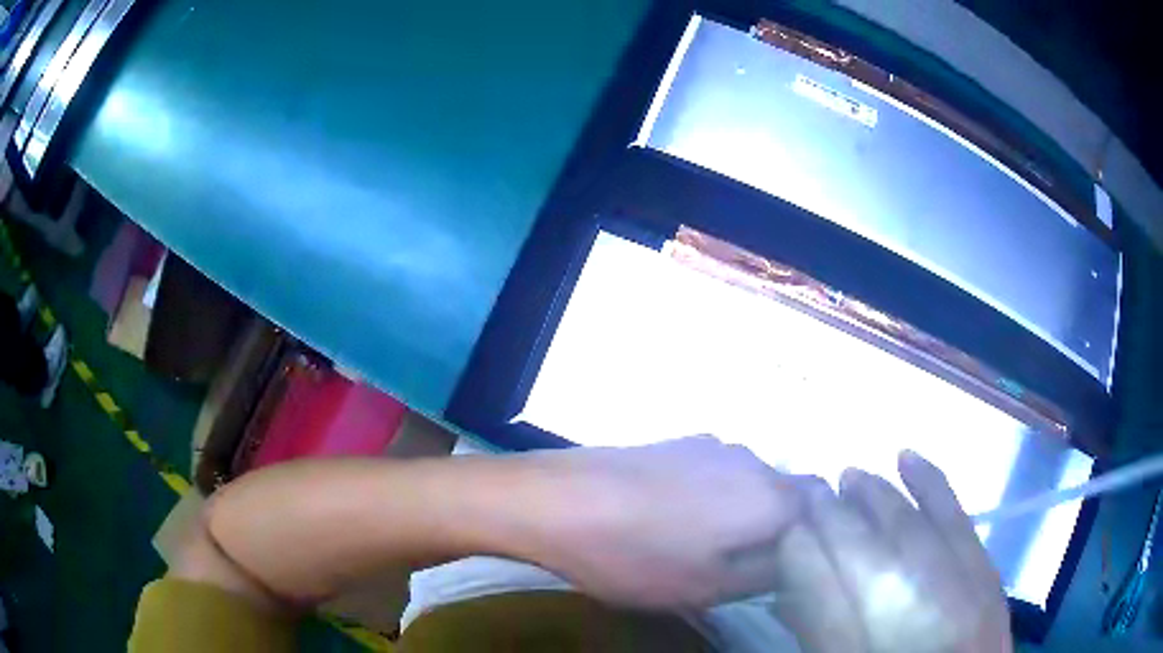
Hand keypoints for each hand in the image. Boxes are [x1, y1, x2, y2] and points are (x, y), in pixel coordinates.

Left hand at [498, 436, 806, 608]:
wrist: (556, 501)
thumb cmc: (637, 555)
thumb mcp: (709, 587)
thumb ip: (767, 572)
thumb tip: (794, 557)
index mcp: (770, 497)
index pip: (822, 506)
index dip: (815, 535)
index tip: (791, 563)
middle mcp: (751, 460)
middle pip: (788, 491)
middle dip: (779, 524)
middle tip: (747, 561)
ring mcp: (712, 446)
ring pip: (751, 480)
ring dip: (744, 509)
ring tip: (705, 542)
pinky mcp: (678, 441)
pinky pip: (717, 470)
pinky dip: (714, 494)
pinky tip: (674, 516)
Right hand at [767, 451, 1013, 652]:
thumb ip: (821, 624)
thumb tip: (799, 563)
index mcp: (868, 651)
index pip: (825, 599)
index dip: (803, 554)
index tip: (785, 524)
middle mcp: (917, 623)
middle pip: (870, 559)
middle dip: (836, 518)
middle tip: (810, 491)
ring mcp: (961, 597)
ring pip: (911, 533)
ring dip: (878, 499)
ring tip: (851, 475)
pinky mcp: (987, 578)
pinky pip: (959, 523)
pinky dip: (933, 486)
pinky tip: (908, 458)